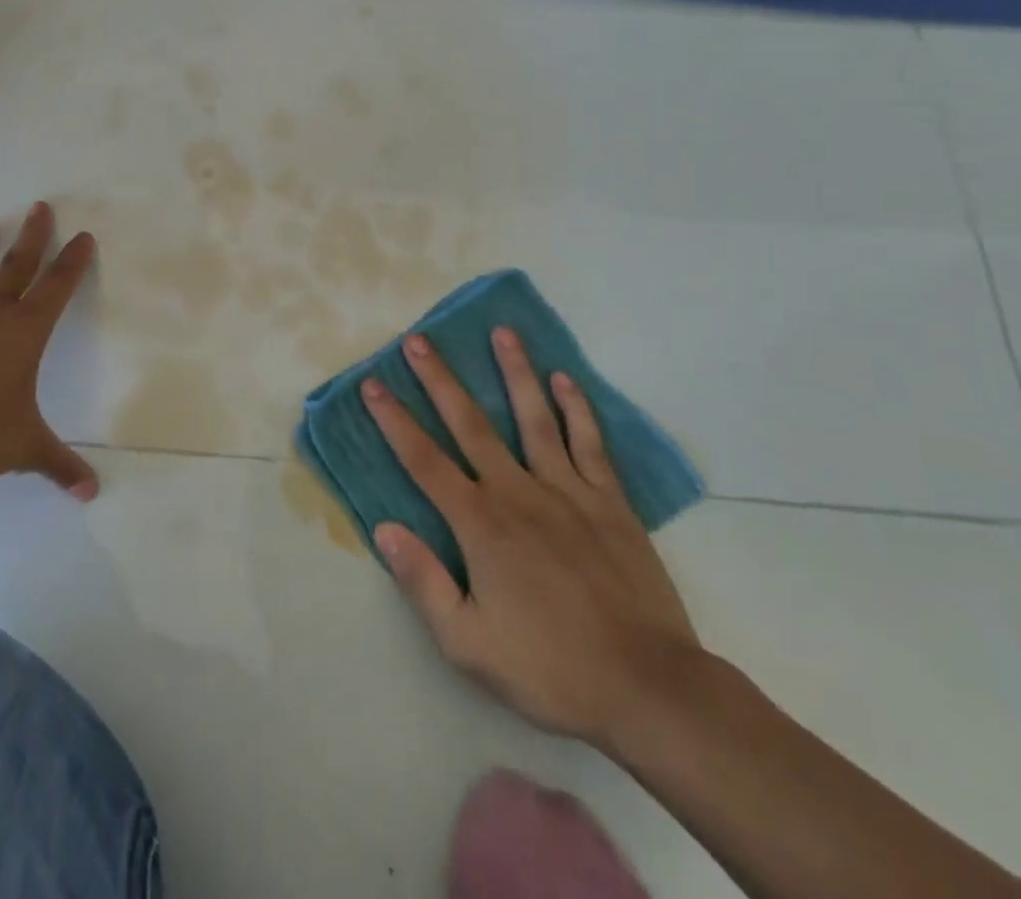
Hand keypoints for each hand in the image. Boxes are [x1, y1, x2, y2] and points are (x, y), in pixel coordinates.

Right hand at [363, 330, 701, 750]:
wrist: (648, 689)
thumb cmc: (550, 669)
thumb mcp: (468, 644)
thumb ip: (423, 582)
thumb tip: (384, 528)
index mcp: (479, 524)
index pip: (423, 460)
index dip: (394, 420)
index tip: (372, 384)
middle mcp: (517, 492)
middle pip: (470, 423)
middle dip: (440, 379)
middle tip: (418, 339)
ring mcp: (567, 492)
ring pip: (534, 418)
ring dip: (515, 372)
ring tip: (502, 332)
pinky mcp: (609, 502)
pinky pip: (589, 444)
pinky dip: (577, 408)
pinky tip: (565, 379)